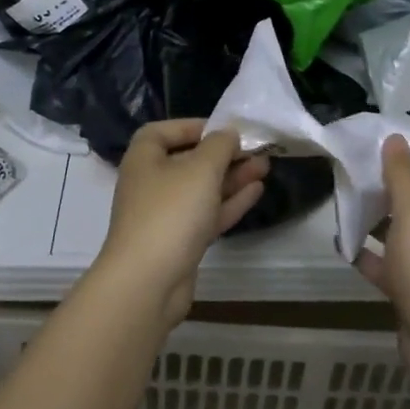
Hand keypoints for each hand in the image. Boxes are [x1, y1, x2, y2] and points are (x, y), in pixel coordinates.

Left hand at [98, 120, 268, 321]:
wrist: (148, 282)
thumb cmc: (171, 212)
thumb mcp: (201, 169)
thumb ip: (219, 146)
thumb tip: (227, 134)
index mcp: (144, 159)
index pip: (162, 132)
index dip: (192, 126)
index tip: (223, 129)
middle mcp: (151, 184)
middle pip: (188, 161)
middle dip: (223, 154)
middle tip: (256, 149)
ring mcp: (165, 215)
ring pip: (201, 189)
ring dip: (232, 177)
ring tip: (266, 166)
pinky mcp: (180, 241)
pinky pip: (206, 214)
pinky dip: (229, 202)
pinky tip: (256, 191)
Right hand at [355, 135, 409, 384]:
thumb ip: (403, 174)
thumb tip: (396, 138)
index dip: (405, 156)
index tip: (371, 146)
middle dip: (383, 187)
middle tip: (348, 174)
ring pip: (397, 232)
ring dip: (373, 220)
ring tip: (340, 205)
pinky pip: (387, 265)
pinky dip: (368, 255)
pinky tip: (344, 247)